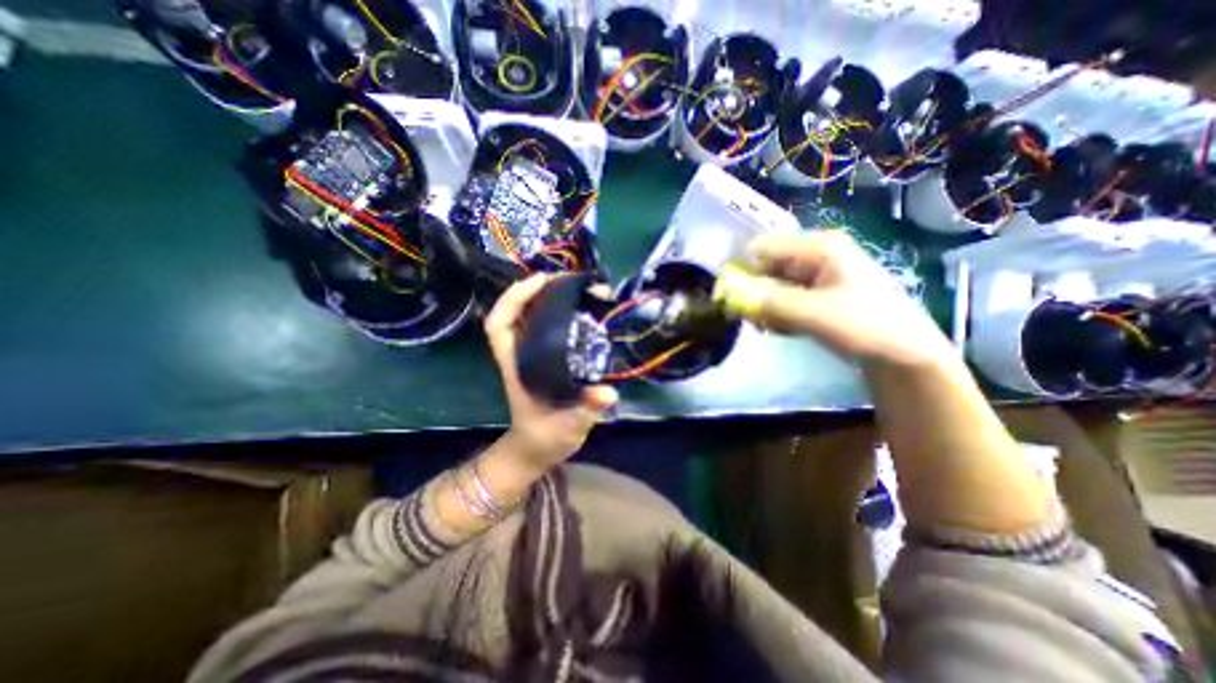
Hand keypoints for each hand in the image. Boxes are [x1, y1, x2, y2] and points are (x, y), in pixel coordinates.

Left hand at [485, 273, 617, 468]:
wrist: (537, 449)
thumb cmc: (546, 437)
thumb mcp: (568, 426)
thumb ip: (586, 410)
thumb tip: (607, 392)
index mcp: (516, 366)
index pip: (500, 325)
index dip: (514, 298)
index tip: (540, 281)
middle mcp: (521, 354)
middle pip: (516, 312)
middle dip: (536, 289)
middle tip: (568, 278)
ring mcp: (531, 355)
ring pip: (530, 316)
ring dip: (548, 297)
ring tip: (576, 286)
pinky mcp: (544, 358)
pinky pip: (546, 327)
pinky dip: (558, 312)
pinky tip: (579, 308)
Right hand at [731, 231, 958, 370]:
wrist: (903, 355)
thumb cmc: (865, 326)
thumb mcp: (815, 313)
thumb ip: (771, 302)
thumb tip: (730, 295)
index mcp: (818, 247)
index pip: (763, 248)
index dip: (741, 269)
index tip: (727, 296)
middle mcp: (813, 255)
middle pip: (765, 267)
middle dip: (752, 292)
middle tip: (748, 317)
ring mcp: (814, 275)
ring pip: (771, 285)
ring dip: (763, 306)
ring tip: (768, 326)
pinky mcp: (814, 294)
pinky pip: (781, 298)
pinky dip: (774, 313)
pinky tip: (780, 328)